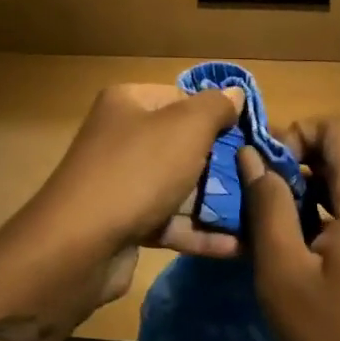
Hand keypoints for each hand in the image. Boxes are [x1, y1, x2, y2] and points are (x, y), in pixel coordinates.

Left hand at [20, 83, 245, 307]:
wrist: (79, 245)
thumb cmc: (138, 171)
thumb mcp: (186, 128)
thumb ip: (215, 107)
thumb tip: (235, 93)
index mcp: (128, 103)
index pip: (182, 98)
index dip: (217, 115)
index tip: (252, 137)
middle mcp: (121, 137)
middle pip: (182, 144)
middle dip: (222, 164)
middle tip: (259, 179)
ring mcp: (121, 182)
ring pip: (178, 186)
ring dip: (216, 202)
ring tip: (260, 216)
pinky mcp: (124, 223)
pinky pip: (169, 222)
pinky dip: (199, 233)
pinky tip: (237, 247)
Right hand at [240, 115, 339, 340]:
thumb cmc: (338, 338)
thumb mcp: (284, 274)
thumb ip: (267, 206)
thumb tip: (252, 157)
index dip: (300, 132)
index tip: (270, 170)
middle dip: (297, 166)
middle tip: (261, 203)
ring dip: (311, 194)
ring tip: (278, 233)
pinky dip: (332, 216)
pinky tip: (310, 256)